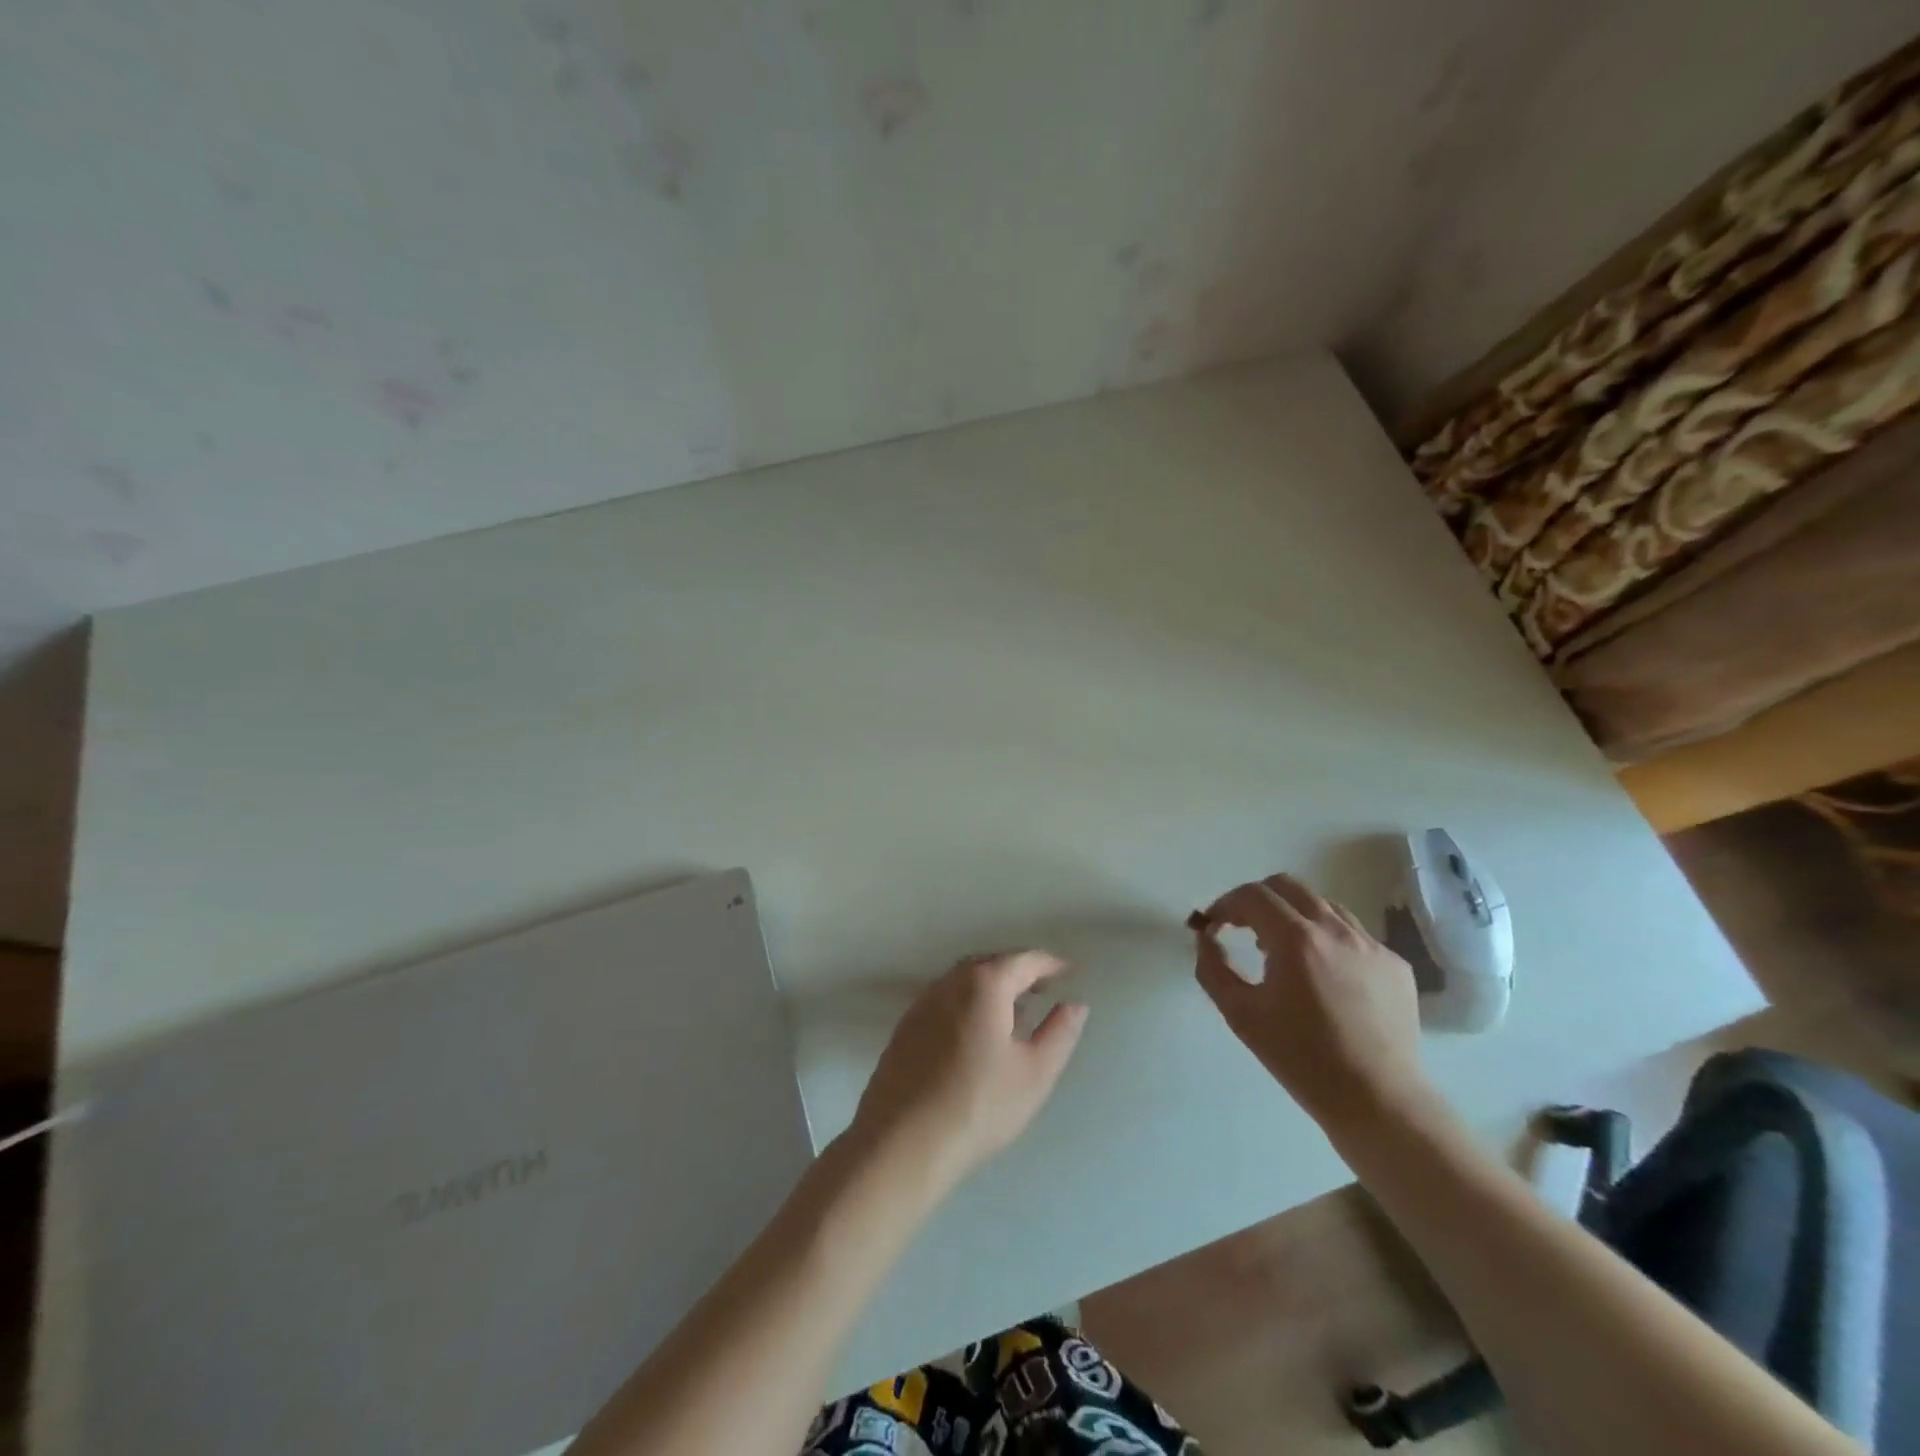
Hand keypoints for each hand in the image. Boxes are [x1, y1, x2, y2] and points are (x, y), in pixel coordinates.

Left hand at [848, 951, 1087, 1191]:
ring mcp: (923, 1002)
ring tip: (1014, 1010)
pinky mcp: (906, 1026)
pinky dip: (968, 1002)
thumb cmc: (979, 1105)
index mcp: (984, 984)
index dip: (1049, 964)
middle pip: (990, 963)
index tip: (1068, 972)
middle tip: (1043, 988)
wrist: (903, 1142)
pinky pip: (945, 999)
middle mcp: (950, 982)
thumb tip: (1074, 1004)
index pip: (1023, 961)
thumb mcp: (1035, 1073)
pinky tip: (977, 1031)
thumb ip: (1059, 1033)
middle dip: (1018, 971)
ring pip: (964, 980)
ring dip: (991, 986)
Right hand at [1193, 874, 1435, 1145]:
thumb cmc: (1301, 1059)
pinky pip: (1352, 935)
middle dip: (1257, 899)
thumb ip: (1213, 968)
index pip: (1252, 895)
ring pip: (1323, 906)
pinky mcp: (1394, 965)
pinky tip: (1322, 976)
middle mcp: (1336, 930)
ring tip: (1283, 952)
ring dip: (1293, 916)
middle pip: (1288, 886)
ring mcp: (1371, 945)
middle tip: (1243, 928)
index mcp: (1297, 940)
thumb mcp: (1241, 1015)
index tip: (1214, 925)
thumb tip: (1206, 938)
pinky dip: (1327, 940)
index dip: (1225, 904)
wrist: (1378, 1101)